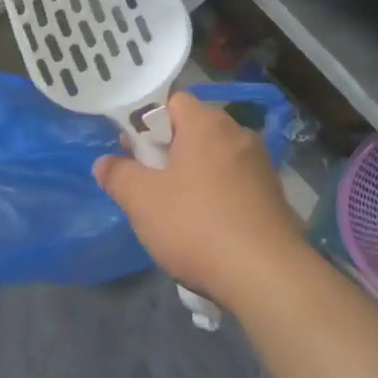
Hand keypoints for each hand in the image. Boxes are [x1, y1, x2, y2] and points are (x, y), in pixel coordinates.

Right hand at [93, 93, 309, 312]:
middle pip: (192, 129)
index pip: (171, 100)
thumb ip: (118, 175)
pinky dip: (214, 196)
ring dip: (189, 175)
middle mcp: (238, 135)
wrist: (266, 277)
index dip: (145, 120)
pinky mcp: (272, 197)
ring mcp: (260, 166)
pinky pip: (232, 184)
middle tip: (143, 180)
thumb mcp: (141, 200)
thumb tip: (104, 163)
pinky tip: (203, 227)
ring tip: (170, 208)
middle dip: (165, 150)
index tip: (129, 148)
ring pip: (212, 159)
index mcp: (207, 124)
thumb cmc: (196, 225)